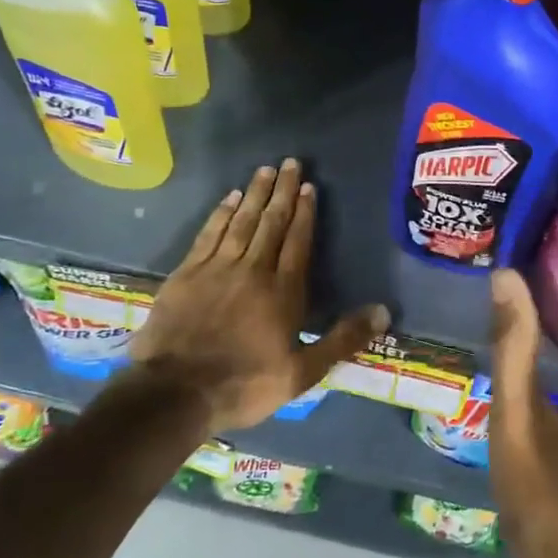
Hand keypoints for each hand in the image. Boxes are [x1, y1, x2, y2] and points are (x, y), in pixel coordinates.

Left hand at [120, 160, 388, 431]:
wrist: (173, 394)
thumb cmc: (243, 385)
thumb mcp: (302, 374)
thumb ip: (342, 340)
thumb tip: (384, 312)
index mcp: (283, 292)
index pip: (298, 242)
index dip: (305, 213)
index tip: (309, 186)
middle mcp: (252, 271)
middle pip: (271, 223)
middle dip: (282, 192)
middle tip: (290, 163)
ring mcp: (216, 269)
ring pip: (241, 222)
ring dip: (254, 194)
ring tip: (264, 170)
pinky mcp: (186, 274)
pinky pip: (209, 234)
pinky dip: (220, 214)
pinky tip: (228, 198)